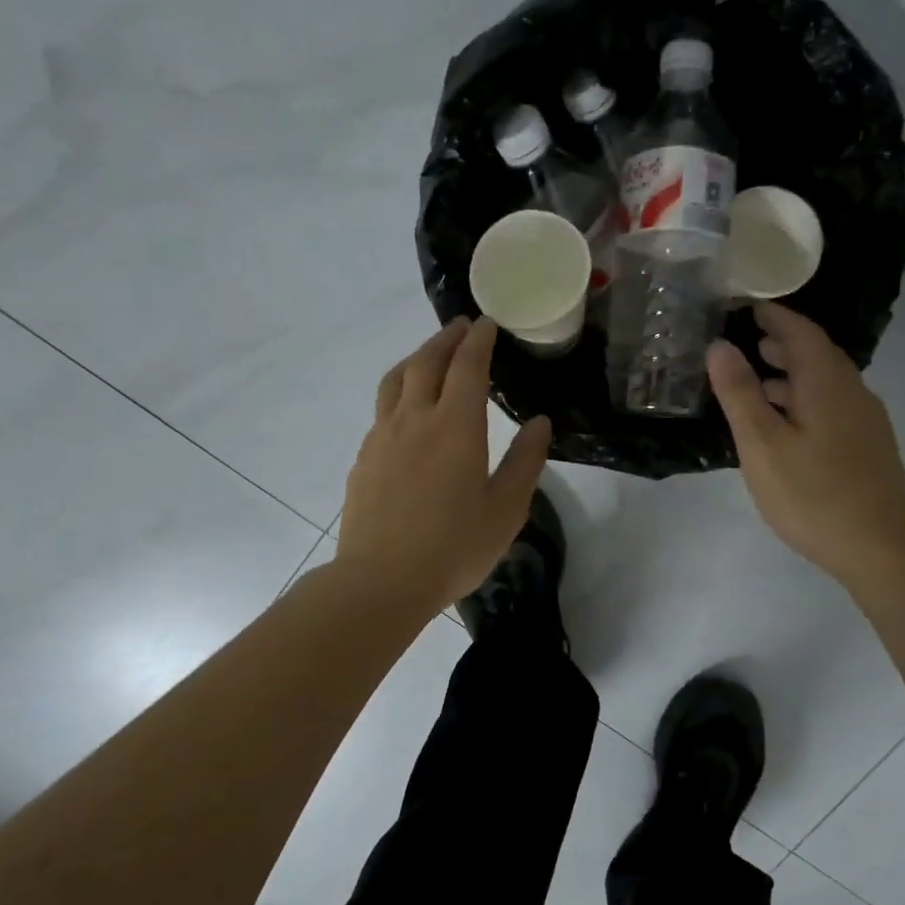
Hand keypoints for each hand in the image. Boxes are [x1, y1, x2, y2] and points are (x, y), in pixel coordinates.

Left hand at [337, 317, 551, 616]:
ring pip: (396, 380)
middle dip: (446, 339)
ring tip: (429, 356)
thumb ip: (525, 461)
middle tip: (462, 327)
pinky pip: (382, 410)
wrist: (381, 581)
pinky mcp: (364, 459)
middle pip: (426, 362)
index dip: (479, 340)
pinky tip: (407, 412)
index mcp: (455, 427)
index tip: (488, 324)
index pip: (468, 366)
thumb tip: (540, 423)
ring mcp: (382, 437)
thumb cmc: (454, 548)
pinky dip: (399, 393)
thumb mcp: (506, 509)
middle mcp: (415, 420)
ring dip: (415, 358)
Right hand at [708, 303, 904, 591]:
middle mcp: (852, 391)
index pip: (800, 331)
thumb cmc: (813, 494)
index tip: (745, 307)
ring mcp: (865, 420)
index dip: (773, 316)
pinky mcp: (868, 446)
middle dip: (781, 343)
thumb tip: (719, 346)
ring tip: (757, 382)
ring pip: (825, 382)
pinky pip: (831, 404)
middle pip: (816, 353)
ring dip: (791, 374)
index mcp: (826, 382)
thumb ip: (739, 393)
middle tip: (746, 342)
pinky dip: (804, 399)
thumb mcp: (762, 444)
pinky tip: (785, 424)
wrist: (881, 548)